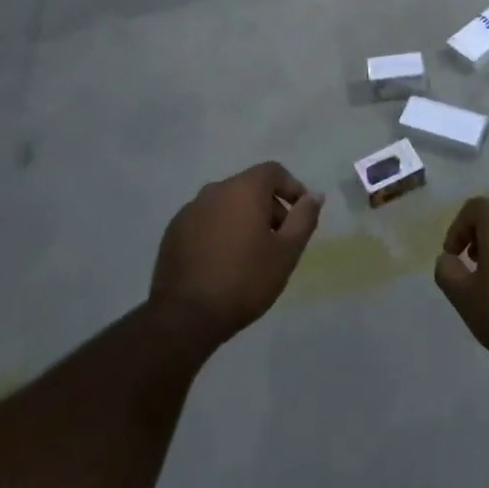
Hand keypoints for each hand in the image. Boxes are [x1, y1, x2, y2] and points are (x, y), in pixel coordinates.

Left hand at [150, 161, 321, 348]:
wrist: (186, 315)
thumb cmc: (245, 280)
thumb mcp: (286, 252)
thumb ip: (304, 218)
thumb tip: (314, 195)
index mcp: (243, 189)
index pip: (273, 171)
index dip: (292, 188)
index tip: (300, 216)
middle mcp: (215, 190)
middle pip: (249, 187)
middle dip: (269, 207)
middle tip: (278, 241)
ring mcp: (190, 210)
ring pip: (226, 205)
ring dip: (243, 220)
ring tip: (250, 255)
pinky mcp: (174, 231)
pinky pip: (206, 221)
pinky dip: (220, 232)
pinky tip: (222, 262)